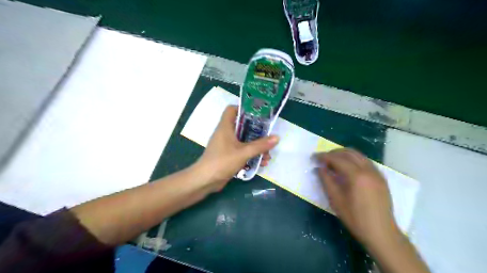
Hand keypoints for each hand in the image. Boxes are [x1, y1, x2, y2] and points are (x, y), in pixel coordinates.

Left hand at [193, 105, 279, 190]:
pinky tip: (262, 163)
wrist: (205, 180)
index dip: (244, 108)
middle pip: (242, 125)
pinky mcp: (228, 155)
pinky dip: (251, 154)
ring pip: (243, 140)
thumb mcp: (243, 152)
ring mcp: (226, 145)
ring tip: (268, 154)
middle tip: (268, 134)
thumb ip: (260, 145)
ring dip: (256, 146)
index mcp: (225, 126)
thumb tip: (277, 137)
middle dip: (256, 131)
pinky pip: (242, 151)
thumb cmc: (222, 161)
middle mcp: (225, 133)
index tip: (258, 114)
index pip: (232, 109)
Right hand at [316, 149, 399, 248]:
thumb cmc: (355, 218)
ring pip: (359, 155)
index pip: (337, 159)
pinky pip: (365, 161)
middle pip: (349, 152)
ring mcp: (377, 173)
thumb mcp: (336, 200)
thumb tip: (319, 168)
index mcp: (357, 175)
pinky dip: (354, 160)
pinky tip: (348, 168)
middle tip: (323, 159)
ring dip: (344, 155)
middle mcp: (368, 170)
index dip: (324, 156)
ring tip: (333, 162)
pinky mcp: (381, 178)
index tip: (314, 157)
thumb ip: (326, 180)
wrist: (381, 233)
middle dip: (334, 153)